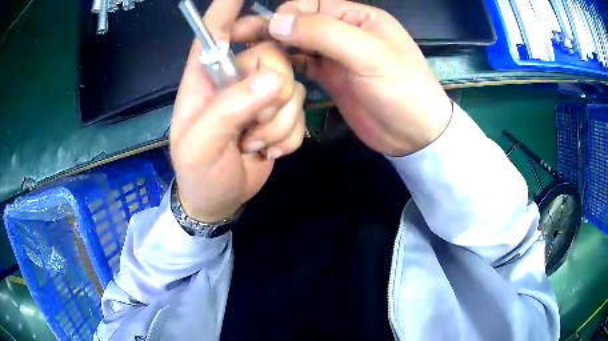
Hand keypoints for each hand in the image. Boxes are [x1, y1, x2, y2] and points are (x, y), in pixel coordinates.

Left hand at [171, 0, 305, 221]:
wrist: (219, 200)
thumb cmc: (199, 172)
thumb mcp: (201, 145)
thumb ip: (229, 109)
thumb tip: (272, 81)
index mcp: (206, 77)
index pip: (214, 31)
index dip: (227, 8)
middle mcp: (236, 77)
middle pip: (271, 56)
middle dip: (270, 96)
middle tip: (251, 128)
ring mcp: (260, 96)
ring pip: (291, 88)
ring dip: (277, 125)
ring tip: (253, 145)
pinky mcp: (280, 115)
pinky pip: (300, 114)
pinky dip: (288, 138)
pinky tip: (267, 151)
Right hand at [244, 0, 451, 155]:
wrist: (414, 134)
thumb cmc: (401, 90)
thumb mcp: (369, 54)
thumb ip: (324, 32)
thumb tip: (277, 21)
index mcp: (358, 17)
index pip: (312, 4)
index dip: (287, 13)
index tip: (264, 29)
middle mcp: (345, 31)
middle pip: (301, 23)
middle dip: (271, 28)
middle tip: (238, 37)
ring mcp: (336, 55)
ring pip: (298, 43)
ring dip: (274, 47)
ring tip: (245, 54)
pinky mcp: (330, 77)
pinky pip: (302, 64)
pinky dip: (285, 65)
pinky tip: (267, 70)